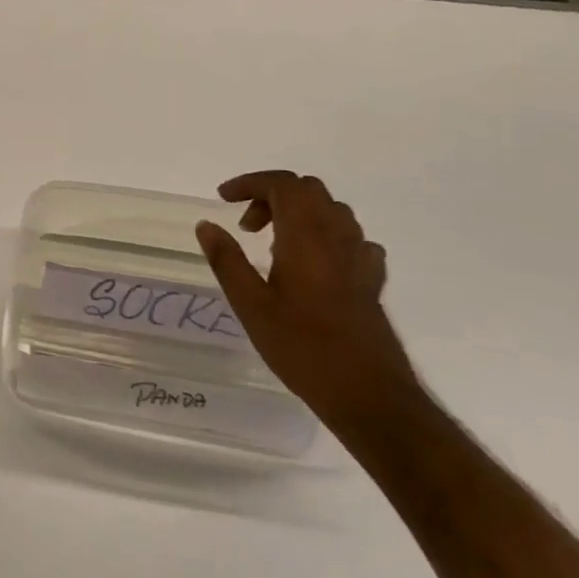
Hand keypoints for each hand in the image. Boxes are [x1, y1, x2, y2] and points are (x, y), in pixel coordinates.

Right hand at [195, 171, 418, 432]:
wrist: (368, 394)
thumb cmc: (302, 348)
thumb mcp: (251, 306)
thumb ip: (227, 260)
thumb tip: (206, 224)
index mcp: (306, 237)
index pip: (282, 185)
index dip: (250, 183)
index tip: (223, 199)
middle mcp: (337, 237)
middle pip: (308, 190)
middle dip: (272, 196)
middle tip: (246, 226)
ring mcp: (360, 258)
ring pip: (332, 211)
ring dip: (299, 214)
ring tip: (273, 246)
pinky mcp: (372, 280)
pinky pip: (351, 240)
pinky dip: (326, 237)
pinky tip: (313, 265)